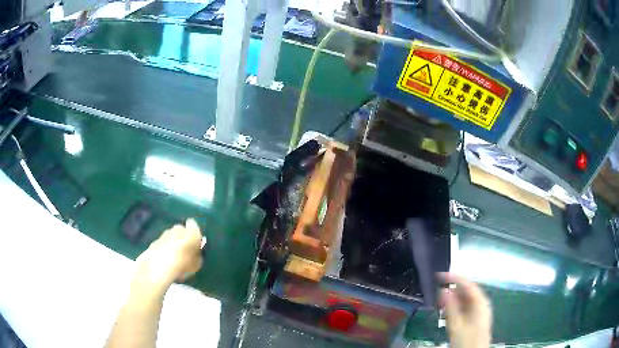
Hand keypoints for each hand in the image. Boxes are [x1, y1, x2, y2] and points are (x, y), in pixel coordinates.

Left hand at [133, 219, 204, 293]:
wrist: (158, 266)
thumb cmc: (183, 265)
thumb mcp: (197, 264)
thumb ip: (197, 256)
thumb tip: (196, 253)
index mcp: (190, 232)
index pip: (194, 226)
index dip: (195, 233)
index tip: (196, 241)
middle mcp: (177, 229)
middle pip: (181, 230)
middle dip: (183, 236)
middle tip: (186, 249)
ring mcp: (164, 234)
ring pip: (171, 236)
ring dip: (173, 242)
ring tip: (175, 256)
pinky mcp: (154, 241)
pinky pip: (163, 243)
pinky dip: (165, 248)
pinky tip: (166, 259)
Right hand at [439, 273, 491, 347]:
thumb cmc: (466, 340)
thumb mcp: (456, 325)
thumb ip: (450, 306)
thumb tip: (443, 290)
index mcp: (480, 302)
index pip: (467, 284)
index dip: (453, 277)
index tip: (439, 276)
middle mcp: (482, 303)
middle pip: (467, 290)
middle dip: (452, 289)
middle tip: (437, 291)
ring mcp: (480, 310)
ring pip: (466, 299)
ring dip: (453, 299)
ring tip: (439, 302)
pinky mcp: (476, 318)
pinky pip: (466, 306)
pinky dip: (456, 306)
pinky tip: (447, 311)